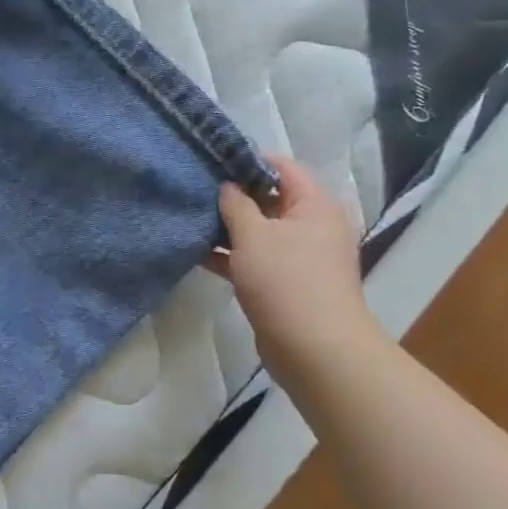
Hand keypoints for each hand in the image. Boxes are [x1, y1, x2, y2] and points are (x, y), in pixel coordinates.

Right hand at [213, 153, 383, 374]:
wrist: (316, 350)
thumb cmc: (286, 281)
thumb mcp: (253, 234)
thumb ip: (236, 203)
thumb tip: (227, 186)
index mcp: (314, 204)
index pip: (281, 166)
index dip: (247, 159)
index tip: (212, 158)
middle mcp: (312, 225)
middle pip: (270, 198)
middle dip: (233, 193)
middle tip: (196, 186)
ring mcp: (301, 256)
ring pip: (260, 230)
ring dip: (229, 226)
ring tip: (191, 216)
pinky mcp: (287, 283)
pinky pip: (256, 258)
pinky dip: (232, 254)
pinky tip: (198, 251)